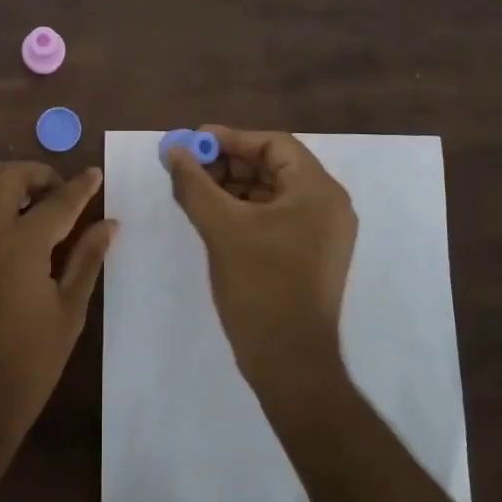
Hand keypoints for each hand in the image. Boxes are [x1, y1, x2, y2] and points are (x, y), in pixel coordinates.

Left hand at [0, 162, 116, 468]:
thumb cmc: (24, 369)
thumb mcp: (68, 315)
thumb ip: (87, 261)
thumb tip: (109, 224)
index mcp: (22, 246)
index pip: (59, 201)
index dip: (82, 186)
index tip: (94, 176)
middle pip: (8, 176)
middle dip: (38, 174)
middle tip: (55, 192)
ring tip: (10, 194)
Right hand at [166, 127, 356, 391]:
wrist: (290, 362)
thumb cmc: (260, 286)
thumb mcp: (221, 227)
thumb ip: (195, 183)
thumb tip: (174, 151)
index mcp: (318, 190)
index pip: (274, 144)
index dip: (231, 139)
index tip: (194, 142)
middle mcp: (328, 205)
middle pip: (274, 166)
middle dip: (229, 163)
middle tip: (189, 167)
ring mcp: (322, 233)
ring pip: (272, 192)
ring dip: (233, 187)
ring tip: (194, 191)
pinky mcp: (311, 255)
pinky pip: (276, 217)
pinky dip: (245, 211)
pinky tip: (212, 216)